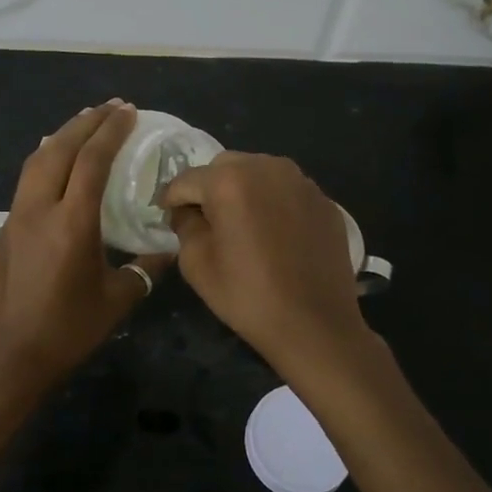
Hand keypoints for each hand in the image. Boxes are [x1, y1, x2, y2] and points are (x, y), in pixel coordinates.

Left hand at [0, 101, 171, 404]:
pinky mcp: (5, 229)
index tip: (129, 112)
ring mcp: (17, 217)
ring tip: (84, 122)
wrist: (8, 358)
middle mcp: (40, 208)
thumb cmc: (67, 330)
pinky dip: (45, 158)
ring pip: (37, 160)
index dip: (111, 131)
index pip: (92, 160)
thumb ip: (144, 270)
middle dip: (87, 122)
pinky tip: (54, 161)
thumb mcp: (116, 301)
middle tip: (111, 107)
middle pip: (60, 148)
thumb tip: (168, 250)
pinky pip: (26, 180)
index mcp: (72, 222)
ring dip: (62, 136)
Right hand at [160, 152, 378, 386]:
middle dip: (210, 188)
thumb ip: (185, 225)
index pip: (187, 179)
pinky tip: (275, 235)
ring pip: (259, 172)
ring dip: (244, 190)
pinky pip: (287, 190)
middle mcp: (267, 167)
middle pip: (224, 166)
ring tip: (243, 225)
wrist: (317, 325)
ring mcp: (301, 182)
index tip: (168, 216)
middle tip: (208, 221)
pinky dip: (274, 203)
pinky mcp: (324, 200)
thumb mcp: (197, 264)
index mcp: (230, 180)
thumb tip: (187, 211)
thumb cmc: (249, 296)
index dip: (172, 198)